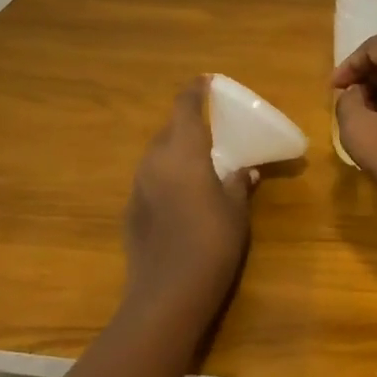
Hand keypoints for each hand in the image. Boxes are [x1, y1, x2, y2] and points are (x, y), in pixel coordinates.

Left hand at [123, 78, 258, 325]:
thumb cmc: (212, 242)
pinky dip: (167, 176)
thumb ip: (239, 182)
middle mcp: (155, 161)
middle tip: (213, 129)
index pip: (186, 106)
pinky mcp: (131, 211)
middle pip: (169, 129)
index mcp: (183, 151)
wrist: (166, 295)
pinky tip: (183, 196)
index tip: (207, 81)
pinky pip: (151, 179)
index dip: (196, 91)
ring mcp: (138, 186)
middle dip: (188, 123)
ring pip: (158, 154)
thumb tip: (245, 169)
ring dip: (177, 150)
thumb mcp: (236, 209)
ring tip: (200, 161)